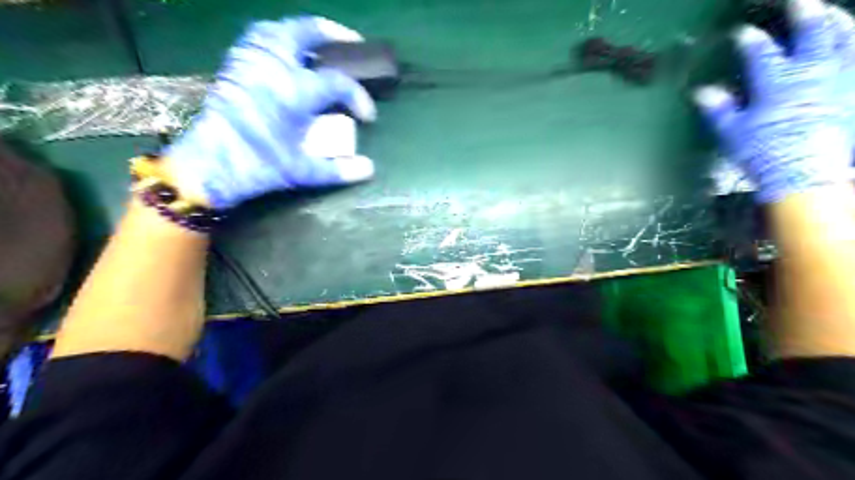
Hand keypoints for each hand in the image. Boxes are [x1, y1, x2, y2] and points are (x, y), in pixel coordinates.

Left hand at [164, 17, 374, 208]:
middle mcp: (274, 67)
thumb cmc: (259, 166)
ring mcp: (251, 62)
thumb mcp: (304, 172)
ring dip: (303, 32)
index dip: (359, 97)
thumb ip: (339, 169)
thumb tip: (369, 169)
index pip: (339, 83)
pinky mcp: (235, 67)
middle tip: (352, 44)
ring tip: (319, 45)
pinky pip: (257, 38)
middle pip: (306, 32)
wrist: (210, 166)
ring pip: (278, 29)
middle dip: (333, 34)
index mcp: (295, 92)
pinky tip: (285, 53)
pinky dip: (276, 38)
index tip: (367, 116)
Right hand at [693, 0, 854, 201]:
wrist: (806, 176)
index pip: (761, 54)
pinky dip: (854, 49)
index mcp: (777, 85)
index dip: (751, 41)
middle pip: (813, 34)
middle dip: (805, 14)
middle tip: (799, 2)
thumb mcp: (734, 133)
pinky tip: (850, 45)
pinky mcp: (854, 93)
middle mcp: (812, 75)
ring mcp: (840, 81)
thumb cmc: (765, 154)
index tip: (742, 32)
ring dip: (839, 23)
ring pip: (846, 40)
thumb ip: (720, 109)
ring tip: (833, 13)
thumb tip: (702, 92)